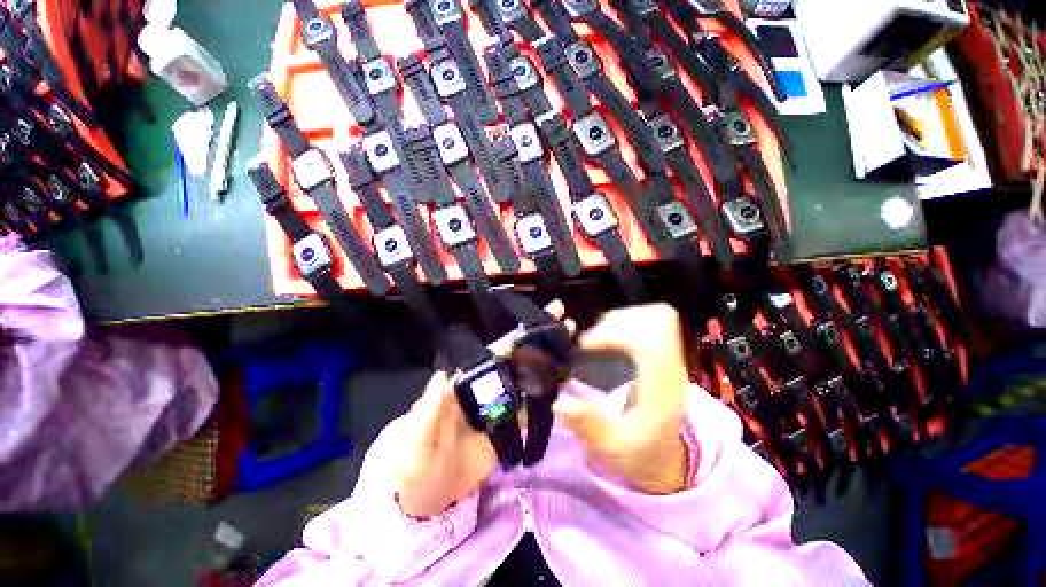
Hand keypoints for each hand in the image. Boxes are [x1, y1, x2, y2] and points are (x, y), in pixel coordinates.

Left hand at [396, 301, 572, 517]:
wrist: (424, 496)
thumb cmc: (413, 465)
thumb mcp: (415, 438)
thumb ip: (427, 409)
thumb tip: (443, 375)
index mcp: (465, 384)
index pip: (493, 354)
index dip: (515, 337)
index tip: (538, 321)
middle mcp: (485, 389)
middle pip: (516, 360)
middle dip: (540, 340)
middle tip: (565, 323)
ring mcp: (499, 408)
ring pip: (526, 380)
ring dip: (548, 363)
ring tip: (570, 345)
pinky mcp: (508, 429)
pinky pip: (529, 408)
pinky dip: (546, 395)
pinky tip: (563, 383)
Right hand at [553, 304, 690, 494]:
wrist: (664, 454)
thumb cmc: (638, 451)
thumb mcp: (611, 448)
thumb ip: (588, 426)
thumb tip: (559, 403)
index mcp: (663, 391)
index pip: (651, 344)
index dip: (616, 333)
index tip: (586, 345)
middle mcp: (673, 368)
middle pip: (658, 321)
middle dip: (617, 323)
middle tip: (592, 342)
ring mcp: (673, 357)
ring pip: (657, 316)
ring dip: (622, 319)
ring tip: (599, 339)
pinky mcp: (666, 352)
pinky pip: (652, 320)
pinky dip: (628, 319)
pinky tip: (610, 336)